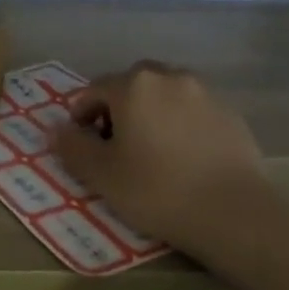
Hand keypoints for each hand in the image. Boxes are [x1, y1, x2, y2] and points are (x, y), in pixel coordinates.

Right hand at [52, 62, 273, 265]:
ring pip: (166, 93)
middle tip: (113, 141)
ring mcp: (205, 92)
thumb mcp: (102, 175)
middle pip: (133, 84)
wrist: (232, 212)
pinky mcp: (230, 113)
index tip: (80, 140)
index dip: (81, 112)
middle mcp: (170, 77)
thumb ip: (73, 147)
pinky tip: (182, 155)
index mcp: (134, 86)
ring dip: (150, 110)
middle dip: (117, 106)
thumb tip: (55, 130)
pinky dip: (180, 122)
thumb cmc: (157, 190)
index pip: (95, 89)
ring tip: (149, 147)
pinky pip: (193, 109)